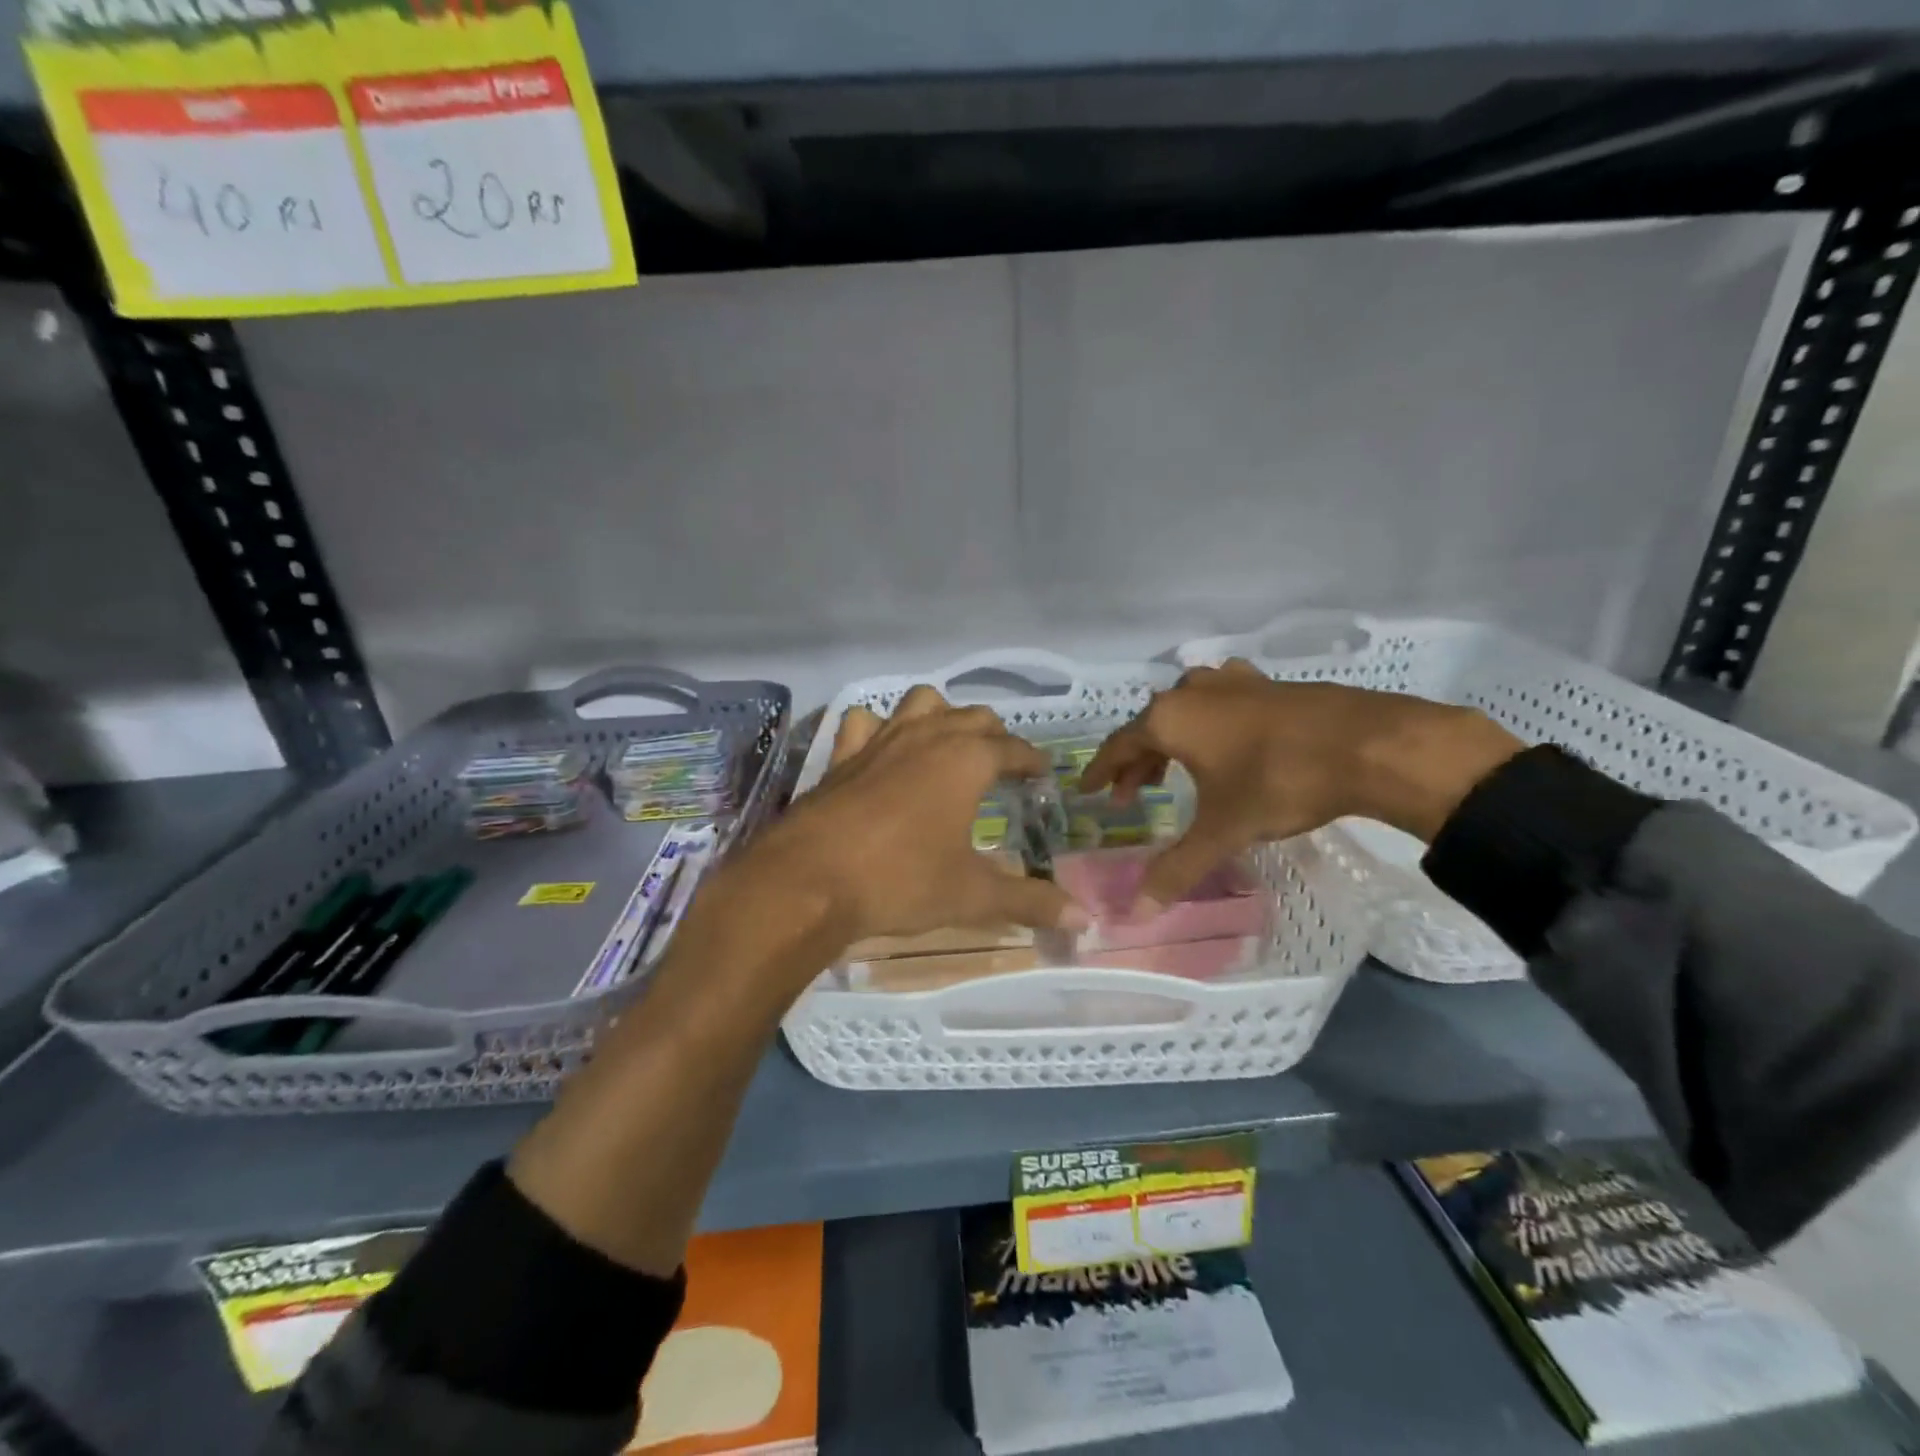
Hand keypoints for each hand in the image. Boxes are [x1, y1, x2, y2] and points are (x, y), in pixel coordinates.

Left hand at [734, 686, 1086, 953]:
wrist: (809, 882)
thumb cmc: (901, 882)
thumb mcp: (972, 896)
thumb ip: (1030, 902)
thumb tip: (1084, 919)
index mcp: (966, 760)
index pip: (1012, 748)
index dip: (1032, 760)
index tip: (1042, 773)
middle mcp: (927, 737)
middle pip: (972, 717)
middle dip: (994, 735)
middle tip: (1003, 764)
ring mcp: (880, 741)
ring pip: (921, 703)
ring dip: (942, 716)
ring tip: (948, 746)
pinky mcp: (843, 756)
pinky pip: (865, 723)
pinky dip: (880, 728)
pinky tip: (883, 750)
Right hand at [1078, 660, 1521, 909]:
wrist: (1368, 744)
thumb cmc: (1279, 781)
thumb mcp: (1223, 830)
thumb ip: (1177, 868)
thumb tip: (1135, 915)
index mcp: (1170, 718)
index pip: (1118, 745)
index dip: (1100, 771)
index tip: (1087, 789)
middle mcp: (1193, 691)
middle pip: (1150, 726)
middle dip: (1137, 761)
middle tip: (1132, 794)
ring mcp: (1233, 681)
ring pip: (1186, 709)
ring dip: (1172, 740)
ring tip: (1174, 770)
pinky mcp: (1268, 684)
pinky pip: (1221, 702)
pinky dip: (1210, 724)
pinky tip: (1227, 742)